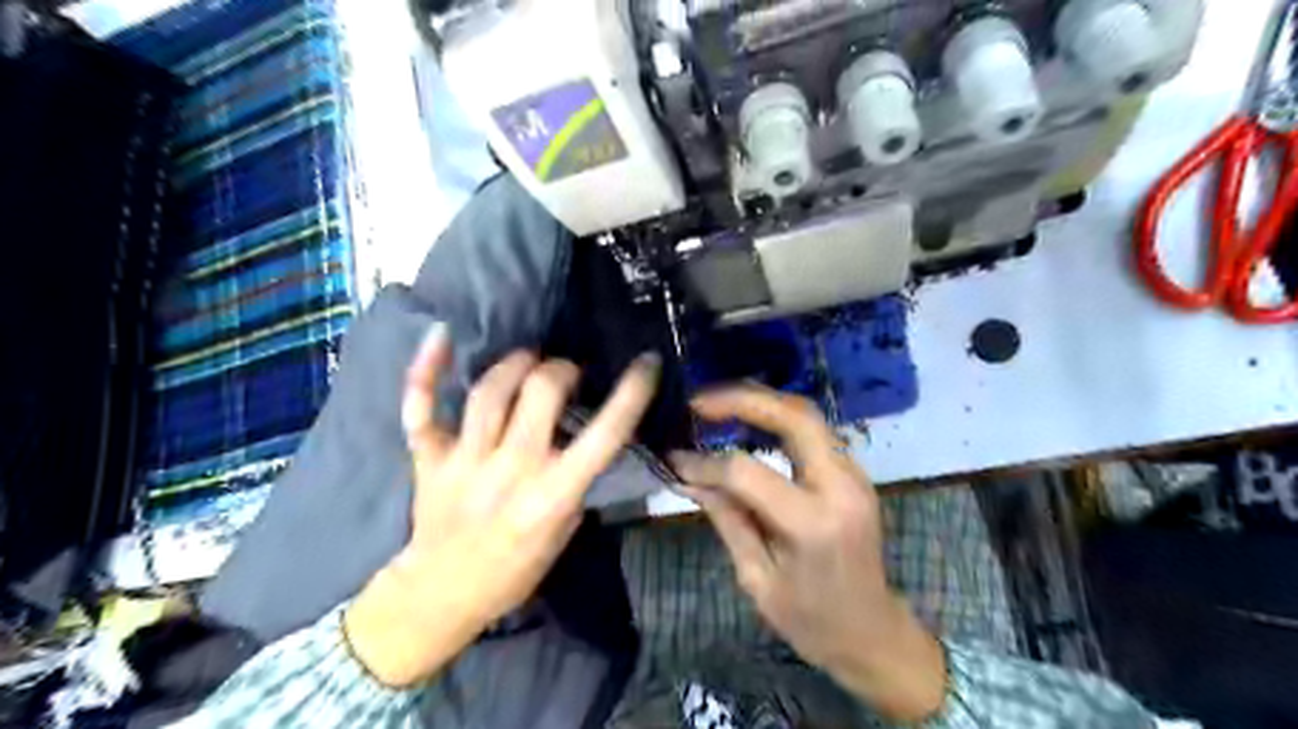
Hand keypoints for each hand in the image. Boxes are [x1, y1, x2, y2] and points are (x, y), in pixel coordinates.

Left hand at [344, 328, 660, 684]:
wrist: (440, 595)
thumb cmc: (513, 571)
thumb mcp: (563, 533)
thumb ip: (574, 482)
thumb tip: (580, 436)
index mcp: (553, 494)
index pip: (605, 434)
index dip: (632, 393)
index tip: (646, 362)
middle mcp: (511, 469)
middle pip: (541, 392)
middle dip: (562, 369)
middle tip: (567, 372)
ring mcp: (465, 461)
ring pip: (489, 391)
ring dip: (515, 364)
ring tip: (529, 360)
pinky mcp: (429, 458)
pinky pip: (421, 407)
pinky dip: (426, 370)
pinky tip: (439, 335)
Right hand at [669, 387, 943, 722]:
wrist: (873, 634)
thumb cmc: (811, 620)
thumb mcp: (757, 578)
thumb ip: (726, 519)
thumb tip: (689, 476)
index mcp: (813, 524)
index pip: (748, 472)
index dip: (706, 463)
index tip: (675, 459)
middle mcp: (841, 486)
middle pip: (795, 417)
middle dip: (743, 400)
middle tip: (699, 401)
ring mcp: (854, 475)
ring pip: (808, 415)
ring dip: (761, 403)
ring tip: (718, 404)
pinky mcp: (854, 473)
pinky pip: (813, 431)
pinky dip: (777, 419)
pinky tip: (748, 423)